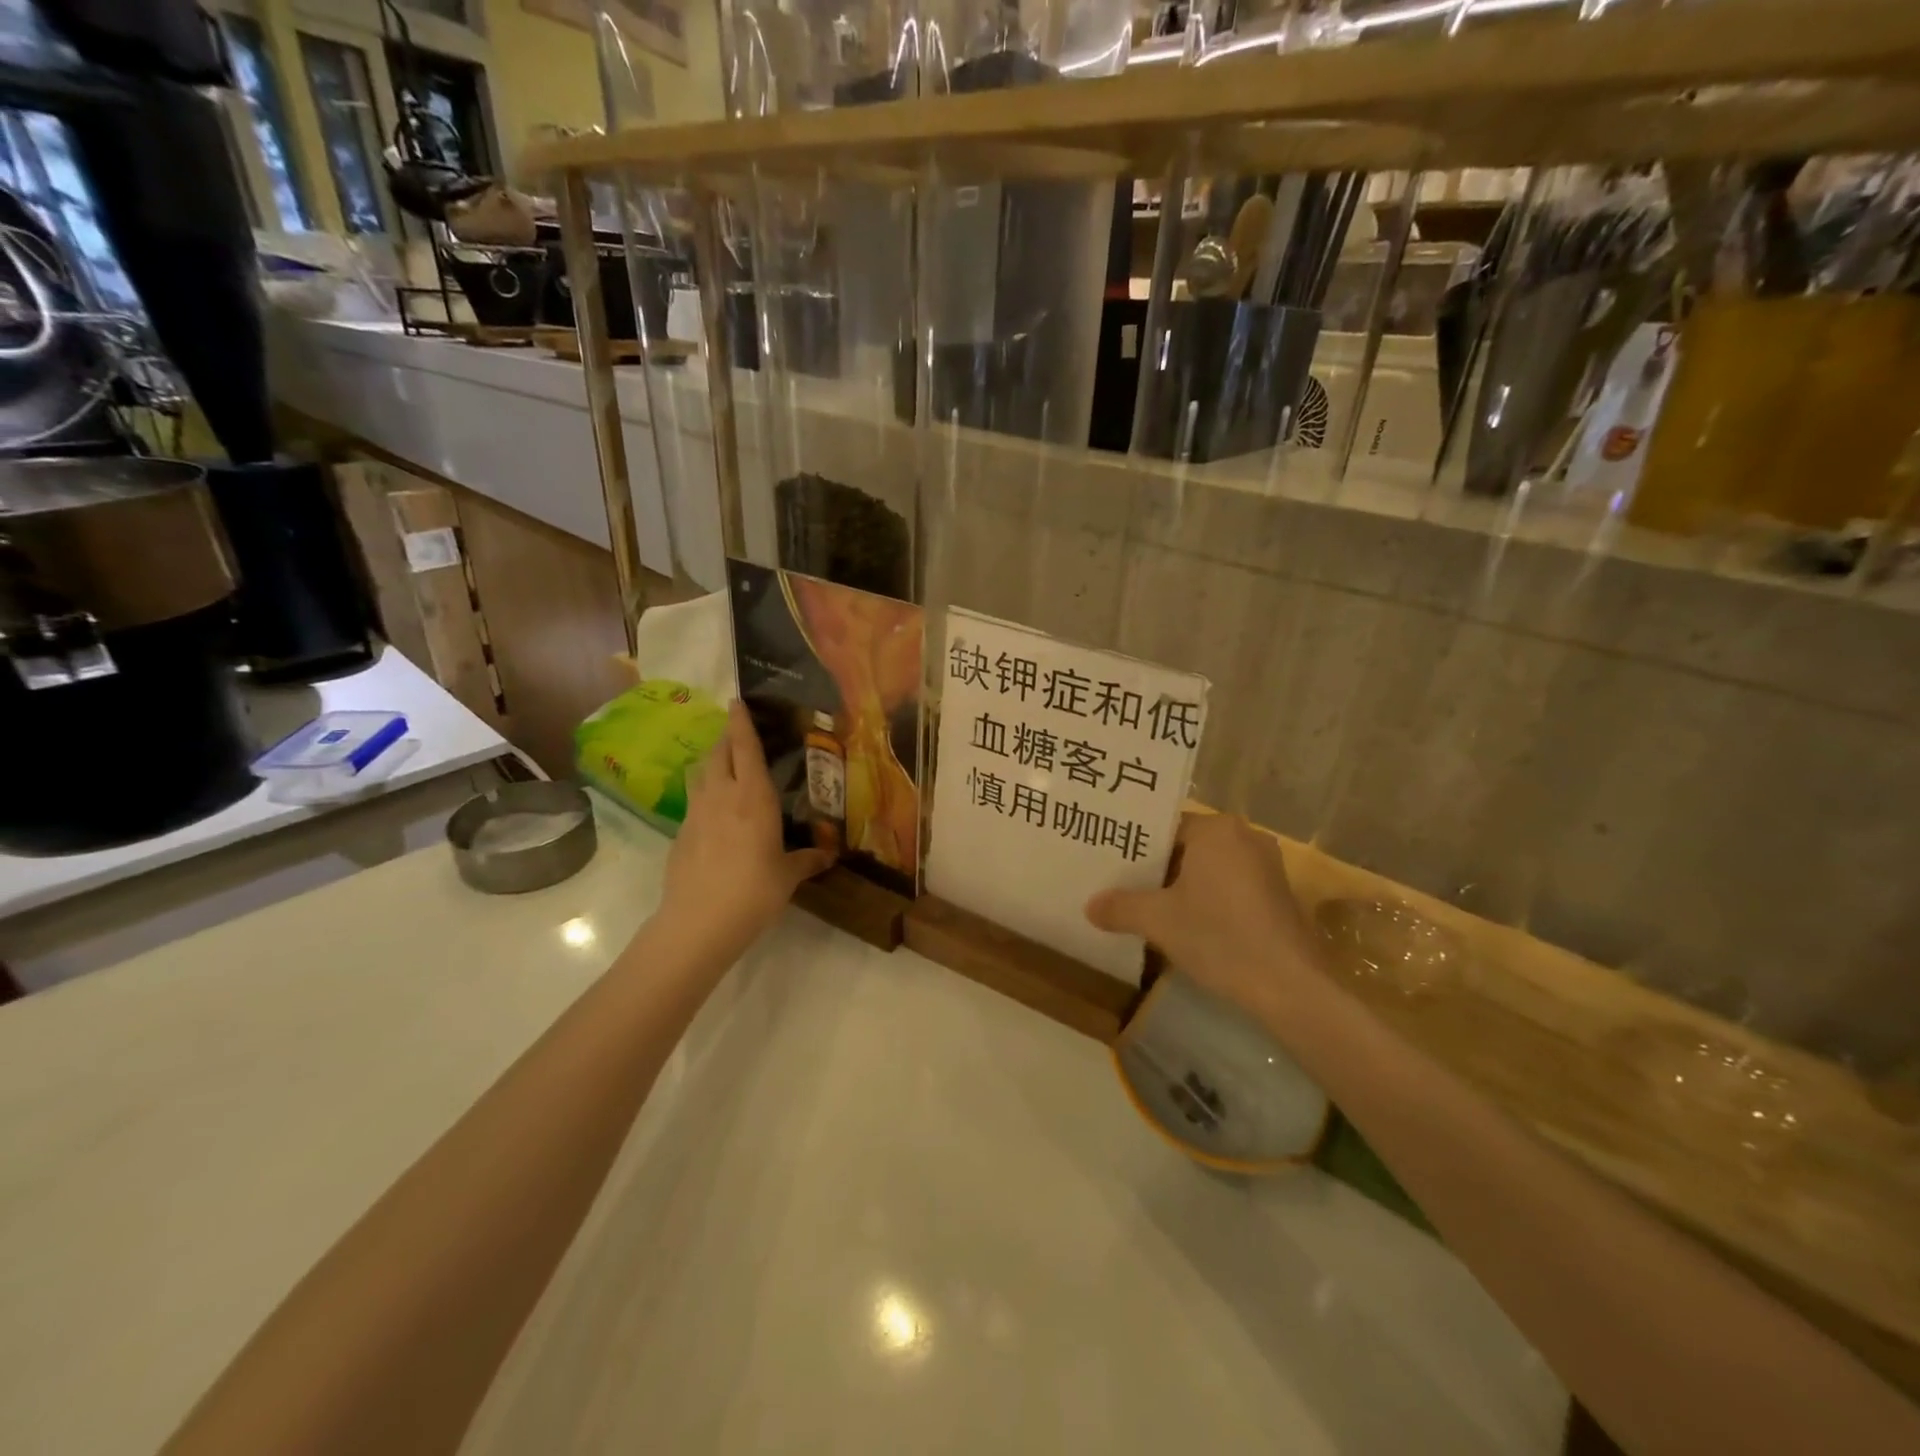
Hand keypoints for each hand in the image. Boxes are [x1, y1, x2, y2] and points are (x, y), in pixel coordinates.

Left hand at [658, 701, 831, 959]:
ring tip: (726, 765)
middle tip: (739, 733)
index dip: (742, 722)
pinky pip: (694, 800)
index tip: (737, 701)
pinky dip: (705, 793)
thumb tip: (829, 855)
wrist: (698, 922)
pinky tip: (716, 813)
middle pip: (718, 752)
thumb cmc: (753, 892)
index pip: (745, 748)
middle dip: (727, 737)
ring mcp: (696, 813)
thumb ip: (807, 860)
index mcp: (753, 797)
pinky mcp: (681, 833)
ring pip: (701, 773)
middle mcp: (722, 795)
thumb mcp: (788, 876)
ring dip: (713, 761)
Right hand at [1085, 812, 1323, 1017]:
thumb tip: (1089, 906)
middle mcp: (1245, 836)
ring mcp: (1268, 866)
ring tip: (1149, 908)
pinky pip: (1231, 887)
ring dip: (1183, 887)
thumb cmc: (1219, 937)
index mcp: (1216, 829)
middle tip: (1122, 887)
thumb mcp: (1158, 921)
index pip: (1165, 828)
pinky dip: (1209, 900)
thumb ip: (1120, 907)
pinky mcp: (1280, 895)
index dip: (1136, 849)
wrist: (1289, 986)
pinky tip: (1189, 926)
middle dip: (1158, 869)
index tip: (1112, 867)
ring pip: (1210, 869)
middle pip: (1188, 847)